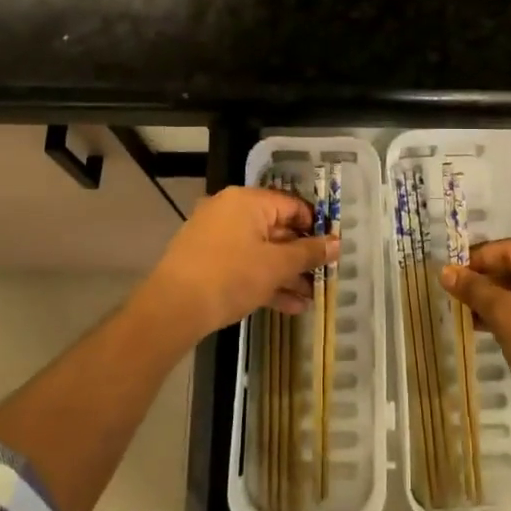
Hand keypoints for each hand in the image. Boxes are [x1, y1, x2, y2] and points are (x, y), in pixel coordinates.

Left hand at [134, 187, 337, 352]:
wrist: (173, 308)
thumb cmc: (231, 276)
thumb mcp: (276, 265)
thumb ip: (308, 253)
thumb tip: (336, 243)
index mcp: (247, 201)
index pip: (292, 205)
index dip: (315, 227)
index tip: (331, 250)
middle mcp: (230, 212)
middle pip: (276, 229)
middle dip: (301, 257)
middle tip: (322, 277)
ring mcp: (215, 237)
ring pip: (260, 251)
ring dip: (286, 275)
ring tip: (309, 299)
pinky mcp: (207, 261)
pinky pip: (244, 265)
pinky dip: (264, 281)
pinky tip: (289, 307)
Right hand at [440, 238, 510, 438]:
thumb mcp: (503, 315)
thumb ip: (474, 289)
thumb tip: (447, 271)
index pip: (509, 249)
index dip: (476, 260)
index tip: (452, 277)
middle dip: (489, 282)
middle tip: (460, 299)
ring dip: (503, 299)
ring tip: (473, 317)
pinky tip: (499, 329)